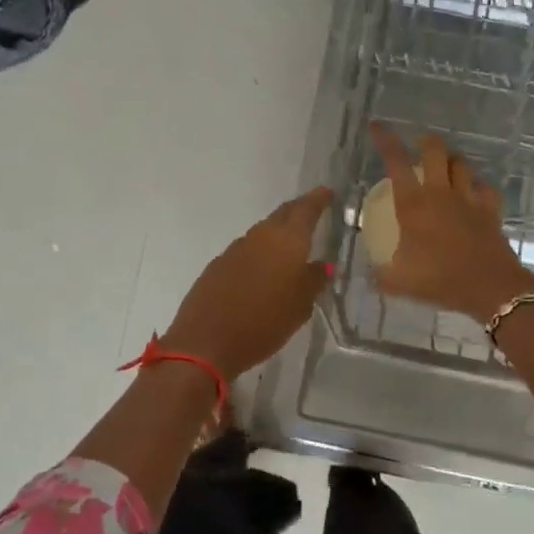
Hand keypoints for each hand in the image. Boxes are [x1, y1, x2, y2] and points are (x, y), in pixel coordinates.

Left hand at [159, 187, 334, 379]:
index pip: (305, 210)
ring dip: (277, 233)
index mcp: (286, 241)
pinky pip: (246, 250)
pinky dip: (259, 252)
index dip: (318, 199)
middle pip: (282, 215)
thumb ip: (314, 280)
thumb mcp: (300, 306)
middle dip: (298, 210)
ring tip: (290, 244)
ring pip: (263, 232)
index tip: (327, 191)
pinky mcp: (217, 265)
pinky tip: (262, 268)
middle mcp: (260, 236)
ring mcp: (235, 249)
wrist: (206, 342)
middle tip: (312, 211)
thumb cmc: (264, 323)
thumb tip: (323, 264)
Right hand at [369, 123, 533, 324]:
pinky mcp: (490, 211)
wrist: (491, 288)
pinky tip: (474, 192)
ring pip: (462, 164)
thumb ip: (380, 275)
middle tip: (419, 147)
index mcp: (413, 204)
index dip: (385, 140)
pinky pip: (486, 188)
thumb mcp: (399, 282)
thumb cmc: (440, 280)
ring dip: (452, 161)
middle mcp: (440, 193)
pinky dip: (478, 186)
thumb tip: (370, 275)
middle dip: (426, 142)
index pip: (395, 162)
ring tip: (445, 167)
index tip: (377, 126)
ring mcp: (468, 199)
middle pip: (435, 150)